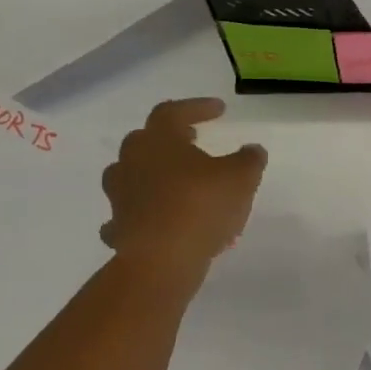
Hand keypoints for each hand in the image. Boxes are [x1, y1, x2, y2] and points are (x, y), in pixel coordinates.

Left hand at [100, 98, 266, 259]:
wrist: (160, 261)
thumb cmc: (201, 207)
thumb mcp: (241, 177)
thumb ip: (249, 159)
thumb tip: (252, 150)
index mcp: (159, 141)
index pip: (173, 112)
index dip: (196, 107)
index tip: (220, 110)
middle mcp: (132, 162)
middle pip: (145, 139)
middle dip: (169, 138)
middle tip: (192, 139)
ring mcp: (120, 196)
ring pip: (130, 174)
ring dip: (151, 173)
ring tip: (175, 180)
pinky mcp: (118, 228)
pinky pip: (127, 213)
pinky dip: (141, 212)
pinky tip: (156, 219)